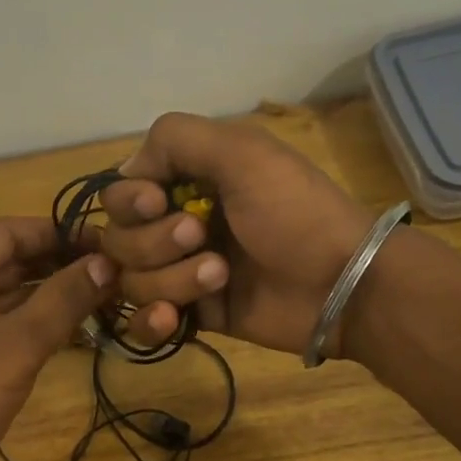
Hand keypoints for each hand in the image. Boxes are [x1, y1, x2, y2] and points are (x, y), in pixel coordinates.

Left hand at [0, 218, 115, 460]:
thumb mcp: (15, 344)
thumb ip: (63, 299)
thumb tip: (107, 262)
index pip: (6, 232)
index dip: (57, 231)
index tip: (106, 239)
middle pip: (10, 262)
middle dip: (60, 263)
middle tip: (116, 268)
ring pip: (12, 296)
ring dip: (56, 294)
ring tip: (109, 292)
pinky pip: (9, 327)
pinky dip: (42, 324)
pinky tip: (82, 327)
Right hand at [99, 113, 374, 355]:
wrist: (340, 283)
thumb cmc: (293, 211)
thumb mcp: (242, 152)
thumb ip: (175, 139)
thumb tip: (126, 171)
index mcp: (189, 180)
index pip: (121, 192)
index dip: (130, 201)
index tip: (158, 202)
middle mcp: (179, 223)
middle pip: (119, 238)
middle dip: (154, 241)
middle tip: (201, 236)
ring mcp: (184, 272)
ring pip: (133, 281)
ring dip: (172, 278)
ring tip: (220, 276)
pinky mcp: (195, 314)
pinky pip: (145, 322)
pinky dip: (153, 321)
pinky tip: (175, 318)